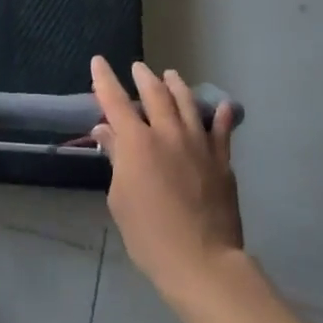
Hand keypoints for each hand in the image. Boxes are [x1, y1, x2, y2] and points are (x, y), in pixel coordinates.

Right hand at [92, 57, 243, 304]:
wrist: (202, 261)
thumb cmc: (150, 235)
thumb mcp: (120, 199)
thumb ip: (116, 159)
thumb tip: (106, 130)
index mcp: (137, 142)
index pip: (115, 101)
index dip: (104, 79)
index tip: (98, 61)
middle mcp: (167, 133)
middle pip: (155, 93)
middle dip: (143, 76)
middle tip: (138, 67)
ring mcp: (198, 143)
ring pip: (187, 102)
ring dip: (176, 85)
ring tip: (171, 75)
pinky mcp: (221, 159)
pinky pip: (222, 129)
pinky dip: (222, 114)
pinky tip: (223, 106)